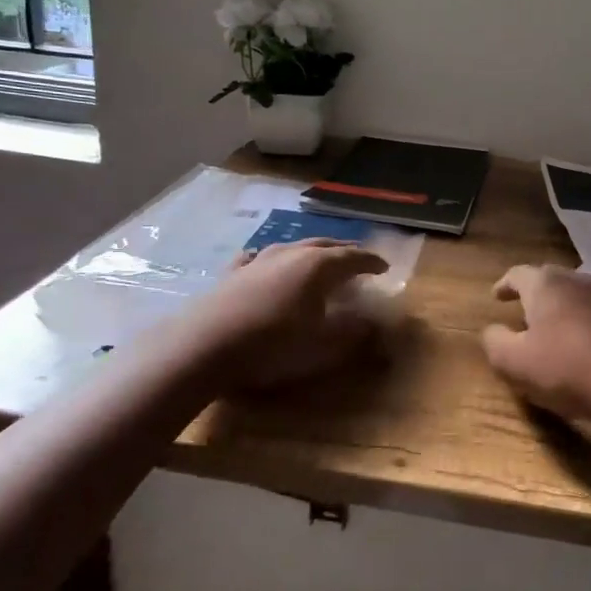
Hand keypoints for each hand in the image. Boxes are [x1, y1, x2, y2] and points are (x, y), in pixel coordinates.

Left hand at [185, 239, 389, 390]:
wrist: (206, 345)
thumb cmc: (274, 344)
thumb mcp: (323, 345)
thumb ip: (353, 332)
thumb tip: (374, 323)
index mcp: (318, 266)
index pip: (353, 257)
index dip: (371, 262)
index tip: (384, 268)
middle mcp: (290, 254)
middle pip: (324, 245)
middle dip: (343, 250)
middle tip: (357, 258)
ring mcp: (258, 261)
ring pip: (291, 247)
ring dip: (309, 252)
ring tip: (317, 260)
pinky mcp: (231, 274)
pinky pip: (255, 259)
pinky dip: (267, 260)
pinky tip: (261, 262)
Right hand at [480, 264, 590, 446]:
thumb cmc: (567, 370)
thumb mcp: (514, 362)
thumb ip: (494, 341)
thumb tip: (492, 330)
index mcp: (547, 285)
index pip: (518, 274)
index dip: (505, 285)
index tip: (496, 297)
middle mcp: (579, 281)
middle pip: (550, 280)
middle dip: (534, 294)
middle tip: (522, 311)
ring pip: (578, 296)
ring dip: (563, 309)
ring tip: (553, 328)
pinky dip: (586, 323)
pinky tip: (584, 344)